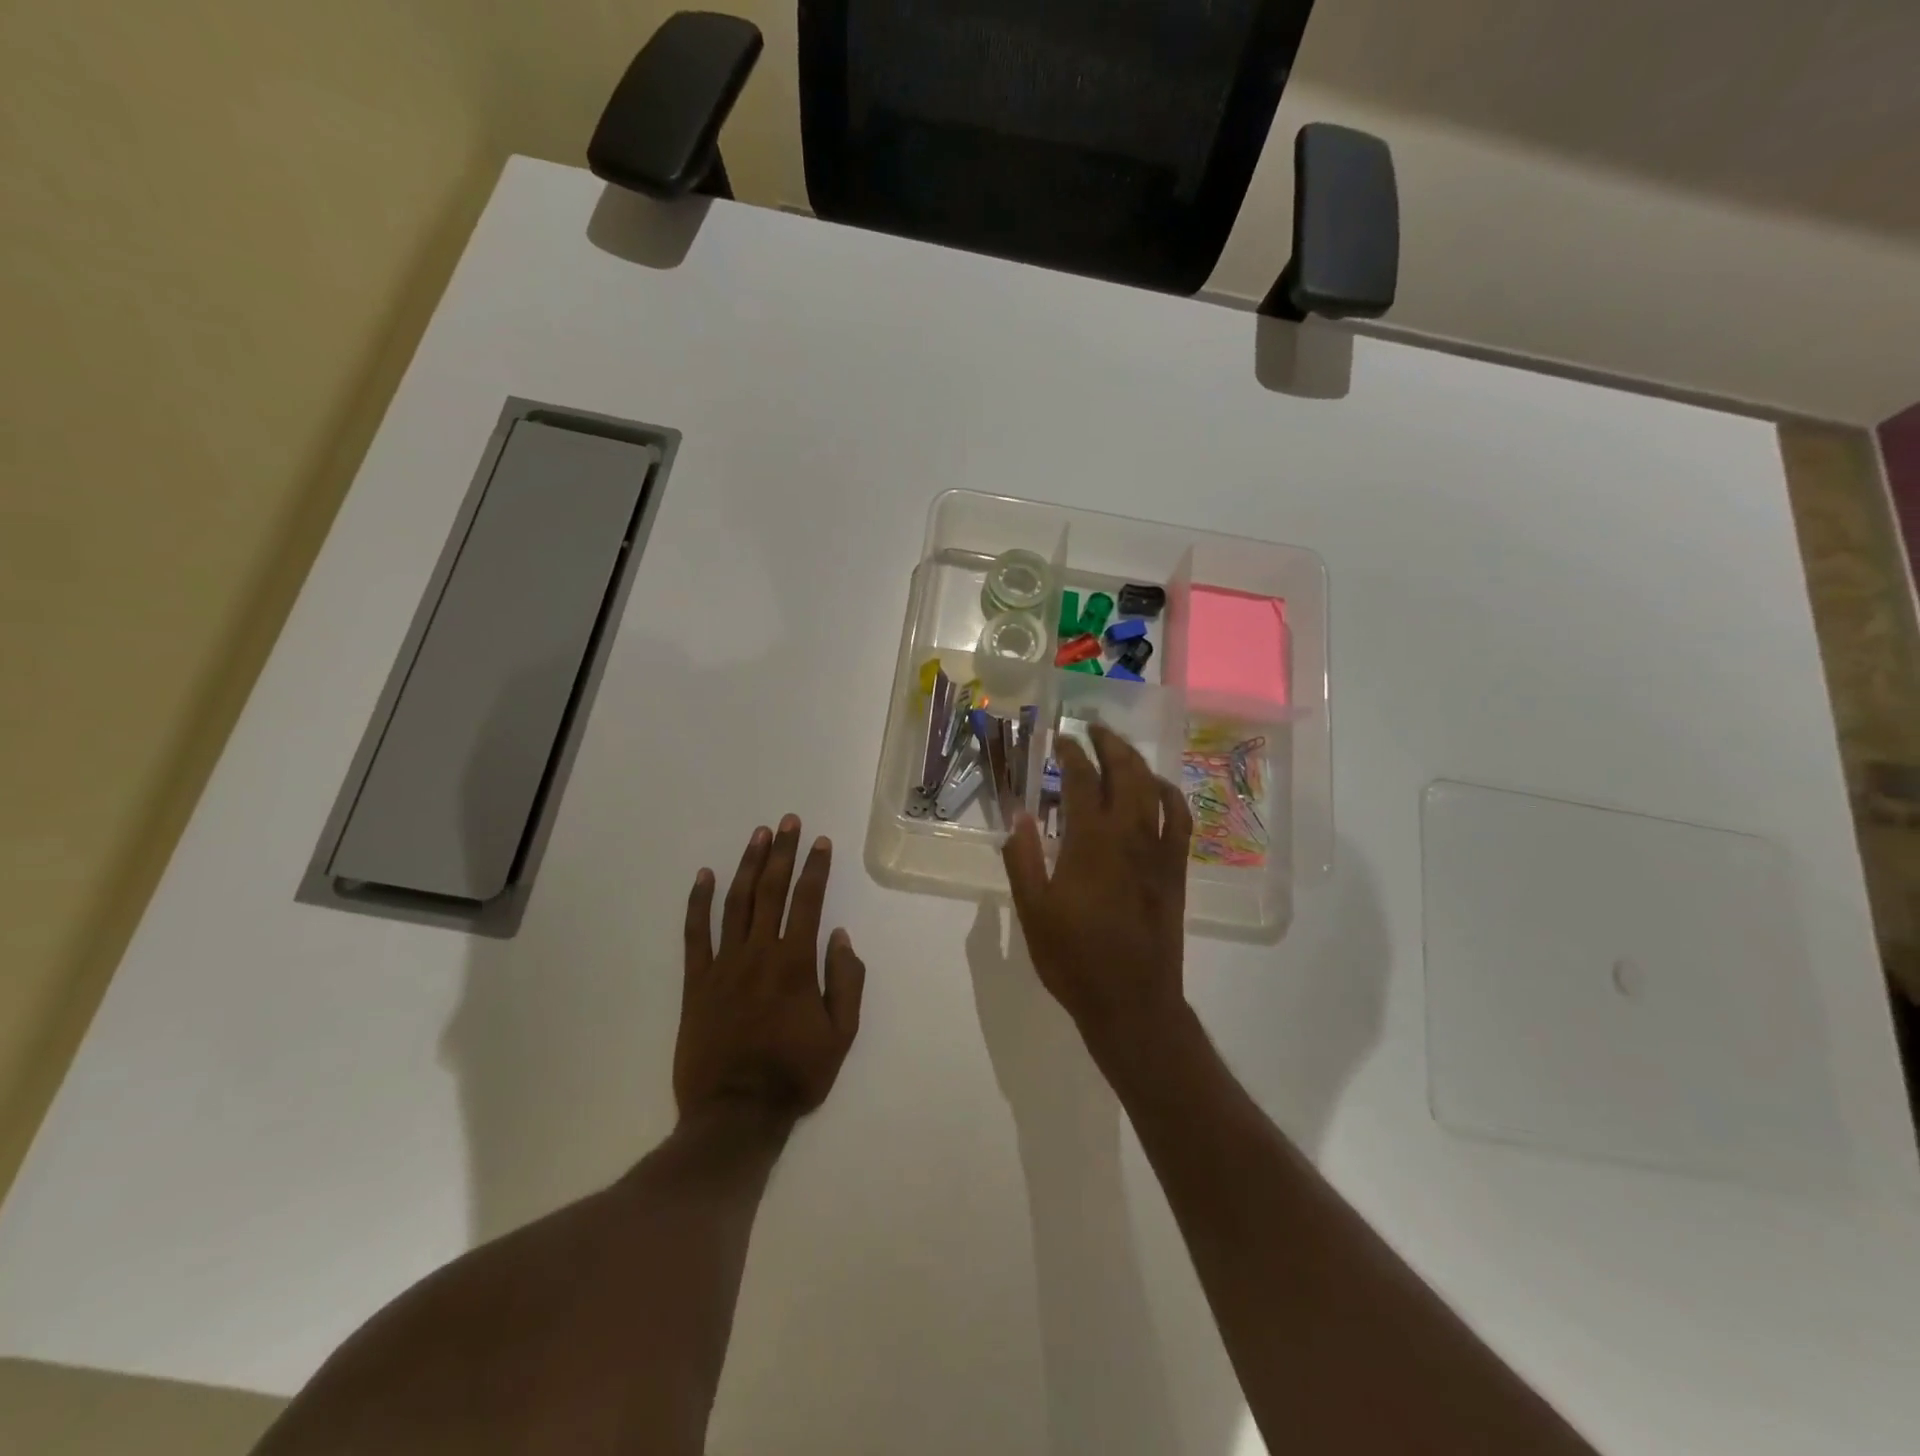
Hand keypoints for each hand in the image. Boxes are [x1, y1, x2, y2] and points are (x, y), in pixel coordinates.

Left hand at [676, 816, 865, 1121]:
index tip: (821, 842)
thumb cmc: (795, 1074)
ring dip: (748, 865)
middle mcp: (759, 953)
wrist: (735, 1114)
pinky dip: (698, 902)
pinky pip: (695, 934)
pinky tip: (704, 876)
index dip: (815, 868)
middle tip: (788, 822)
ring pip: (735, 902)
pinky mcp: (696, 982)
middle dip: (783, 852)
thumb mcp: (841, 1035)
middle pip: (771, 891)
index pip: (808, 902)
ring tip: (758, 836)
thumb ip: (846, 981)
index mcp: (795, 964)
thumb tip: (840, 936)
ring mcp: (723, 965)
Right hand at [1002, 725, 1192, 1049]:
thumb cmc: (1074, 958)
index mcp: (1090, 842)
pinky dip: (1171, 795)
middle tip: (1093, 727)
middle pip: (1126, 772)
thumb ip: (1023, 859)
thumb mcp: (1033, 911)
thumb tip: (1018, 815)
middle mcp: (1130, 835)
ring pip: (1154, 789)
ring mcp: (1159, 850)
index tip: (1059, 739)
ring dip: (1137, 761)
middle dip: (1109, 743)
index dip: (1071, 753)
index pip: (1083, 780)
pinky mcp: (1175, 868)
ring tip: (1120, 749)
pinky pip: (1181, 819)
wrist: (1131, 999)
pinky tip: (1159, 789)